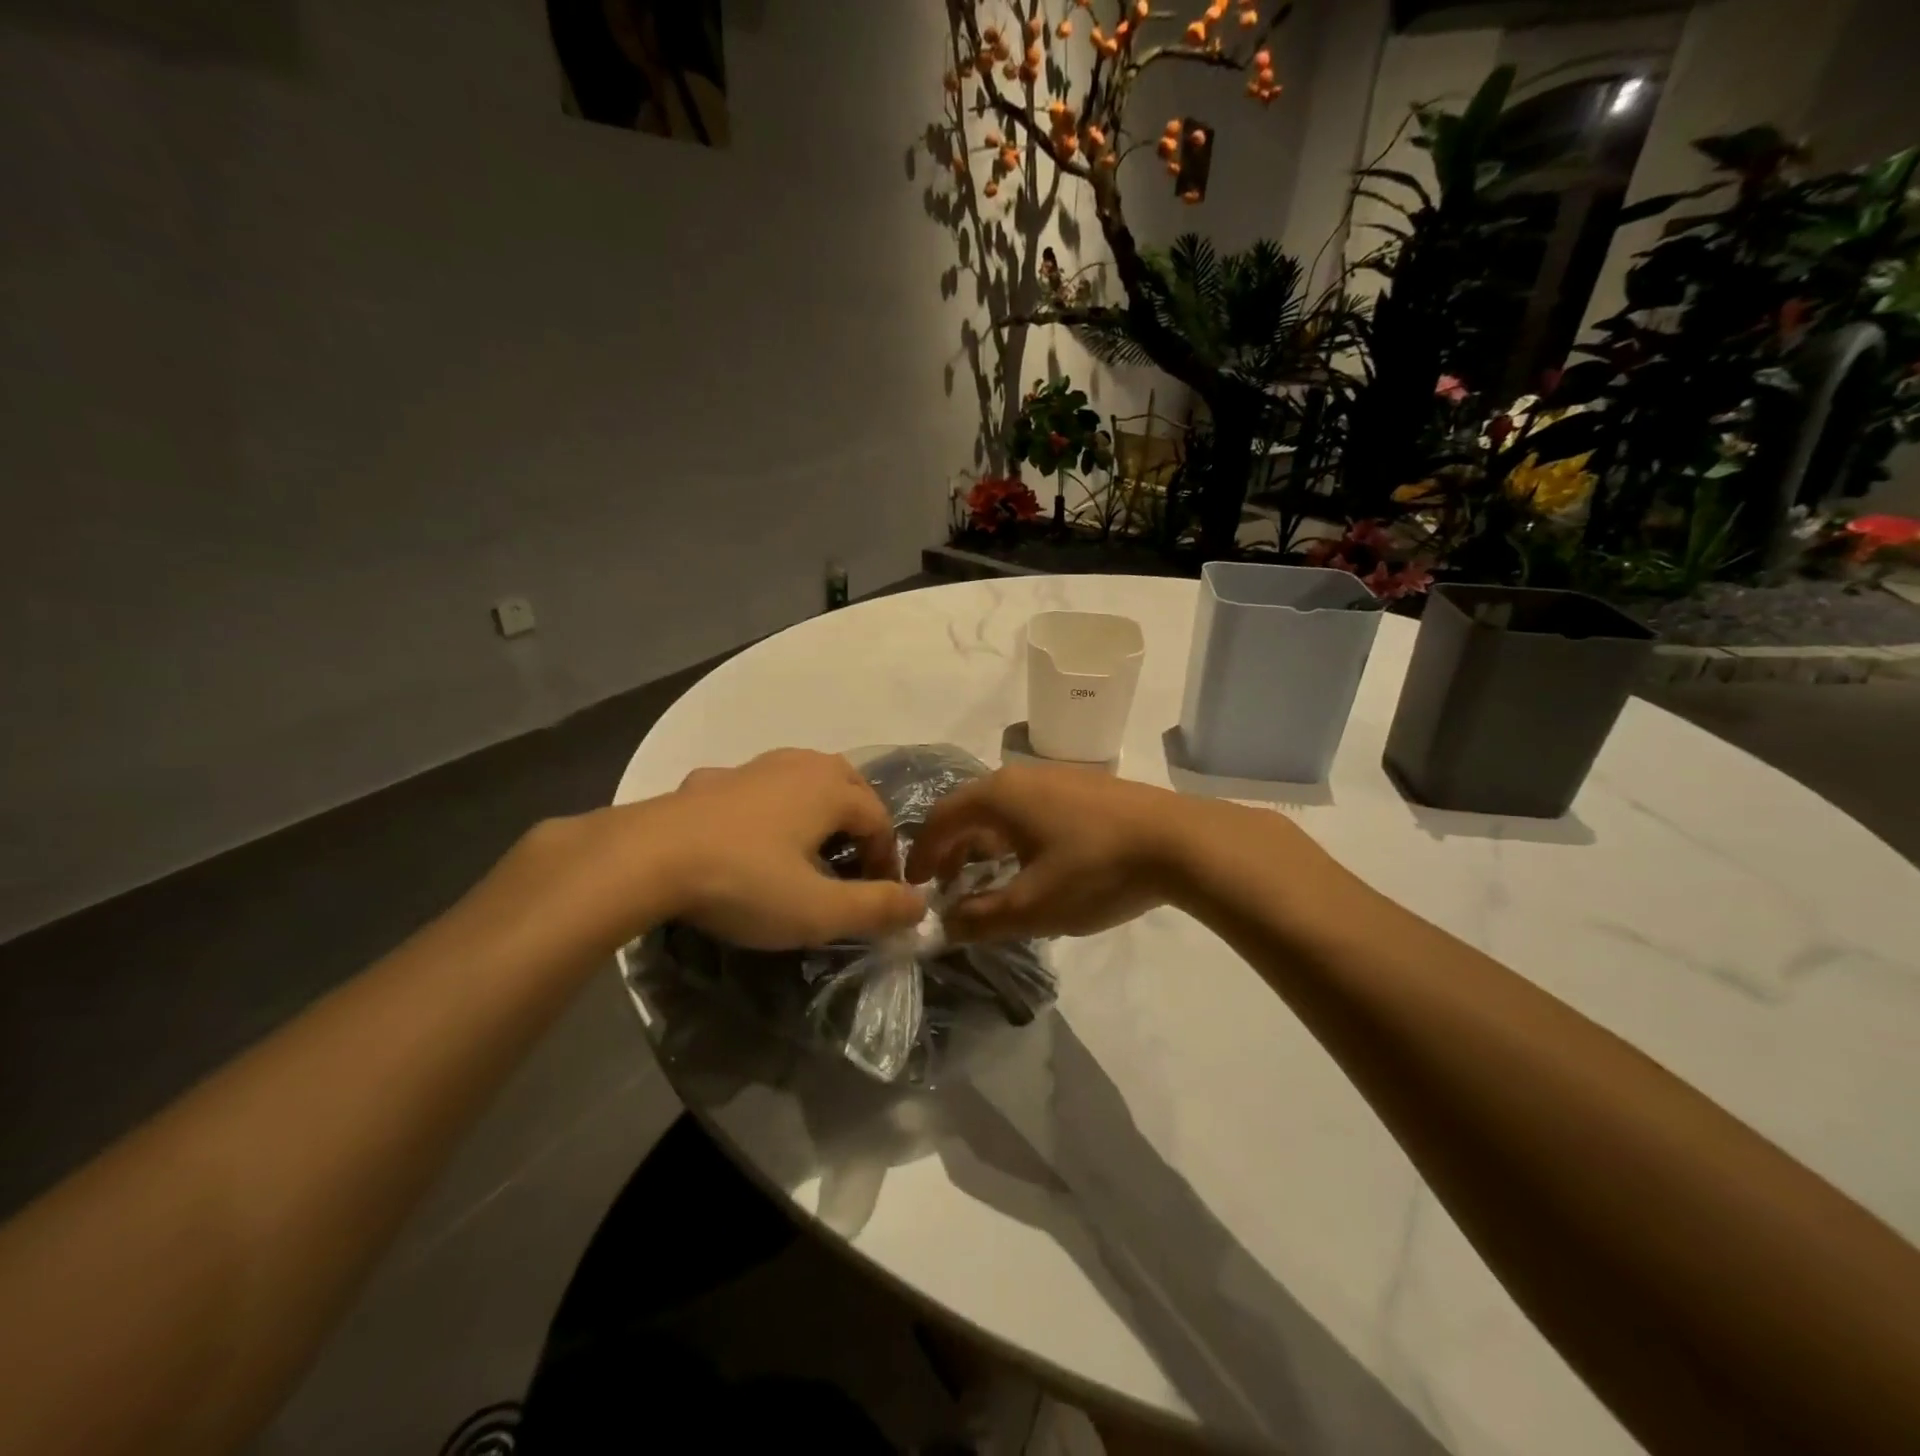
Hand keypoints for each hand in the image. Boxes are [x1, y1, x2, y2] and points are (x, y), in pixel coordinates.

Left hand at [654, 749, 924, 948]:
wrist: (647, 858)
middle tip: (853, 868)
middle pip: (849, 787)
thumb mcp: (818, 910)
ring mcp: (753, 766)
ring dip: (818, 811)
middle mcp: (799, 764)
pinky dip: (770, 808)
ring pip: (804, 780)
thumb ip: (876, 908)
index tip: (879, 898)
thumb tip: (921, 905)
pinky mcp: (713, 779)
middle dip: (859, 826)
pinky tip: (751, 837)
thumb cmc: (745, 882)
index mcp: (831, 788)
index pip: (880, 820)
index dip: (887, 861)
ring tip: (809, 849)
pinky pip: (759, 788)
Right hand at [904, 762, 1200, 941]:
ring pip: (1004, 810)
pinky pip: (1032, 810)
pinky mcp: (1086, 788)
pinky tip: (1035, 865)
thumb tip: (946, 924)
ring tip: (989, 880)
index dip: (922, 854)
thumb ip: (980, 918)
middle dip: (953, 850)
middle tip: (948, 887)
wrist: (1181, 842)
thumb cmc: (1096, 869)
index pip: (942, 818)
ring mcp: (1057, 777)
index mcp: (999, 795)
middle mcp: (1022, 776)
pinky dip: (1016, 837)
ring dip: (986, 845)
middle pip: (970, 810)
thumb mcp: (1032, 906)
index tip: (915, 886)